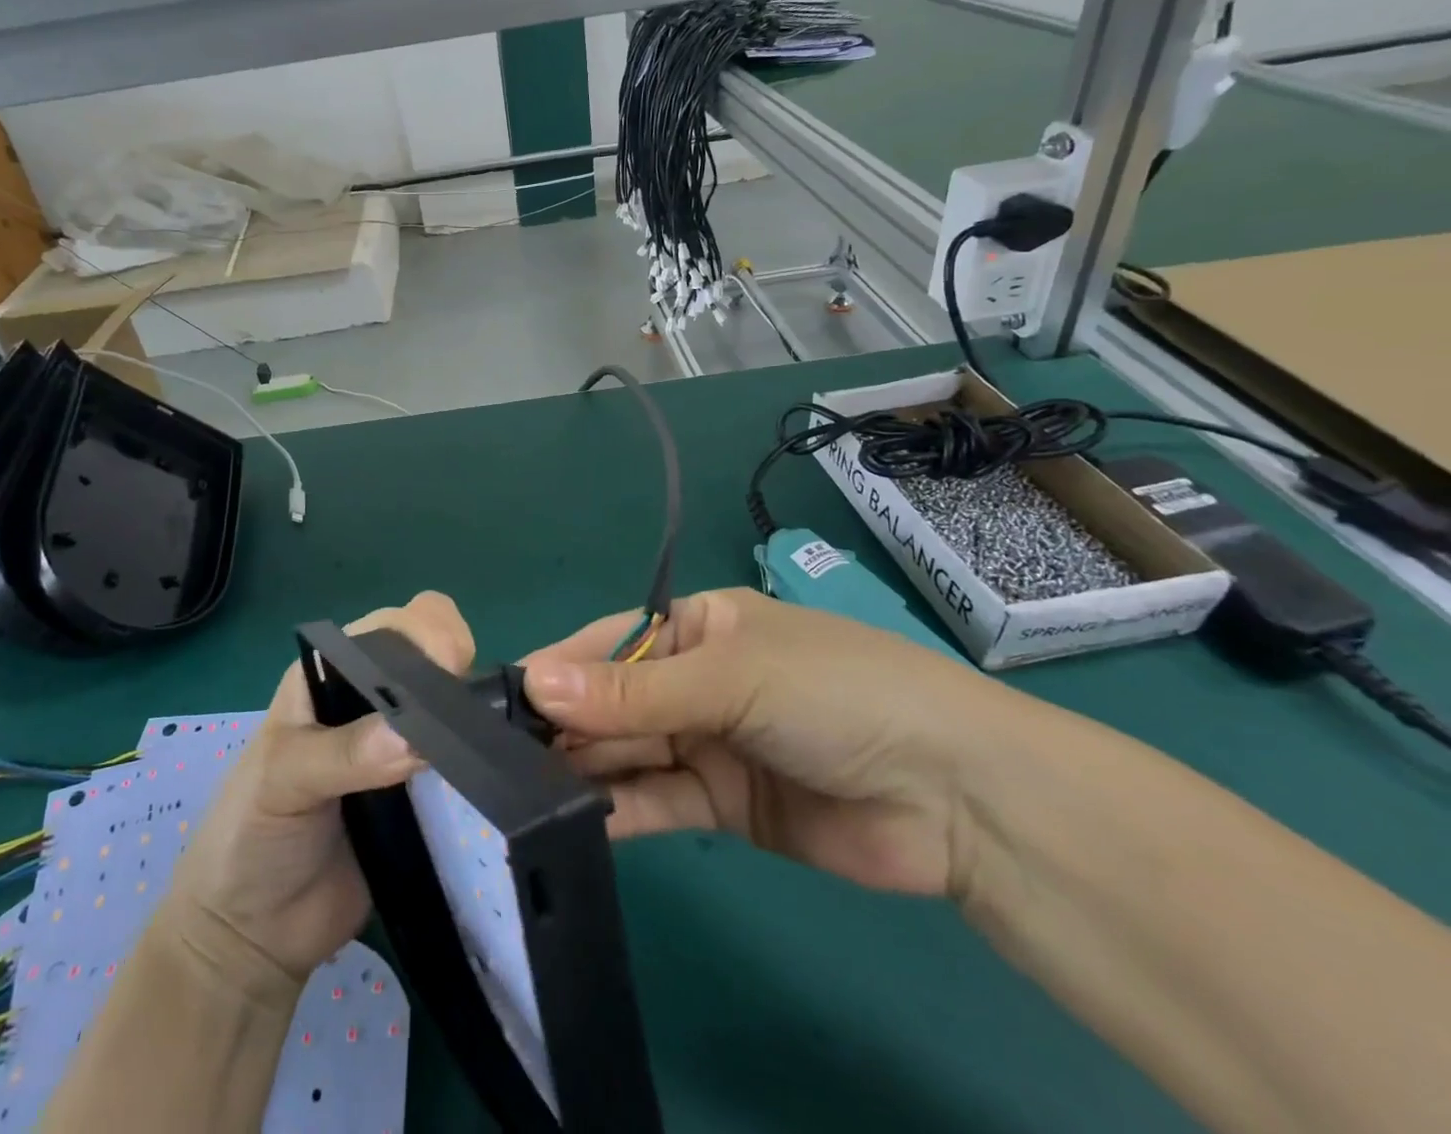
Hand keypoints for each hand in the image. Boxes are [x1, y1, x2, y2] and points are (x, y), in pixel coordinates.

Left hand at [153, 592, 474, 996]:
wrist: (254, 935)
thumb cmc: (249, 836)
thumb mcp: (281, 780)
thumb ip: (344, 753)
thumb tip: (415, 737)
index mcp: (333, 672)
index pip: (394, 627)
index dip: (427, 633)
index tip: (452, 667)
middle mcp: (374, 698)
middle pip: (436, 655)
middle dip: (459, 671)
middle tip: (469, 715)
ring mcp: (406, 746)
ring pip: (457, 706)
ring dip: (477, 718)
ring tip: (486, 747)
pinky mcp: (428, 793)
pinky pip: (466, 765)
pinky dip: (482, 764)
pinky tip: (492, 775)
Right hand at [522, 588, 1018, 899]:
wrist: (952, 794)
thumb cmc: (834, 692)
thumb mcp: (730, 677)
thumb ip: (633, 691)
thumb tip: (534, 681)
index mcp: (699, 627)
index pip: (610, 642)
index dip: (559, 667)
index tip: (499, 697)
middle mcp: (696, 681)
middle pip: (613, 700)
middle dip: (565, 724)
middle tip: (499, 756)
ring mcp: (707, 743)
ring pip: (629, 752)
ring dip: (584, 770)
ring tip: (522, 792)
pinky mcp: (721, 805)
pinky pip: (657, 802)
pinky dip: (620, 812)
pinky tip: (575, 824)